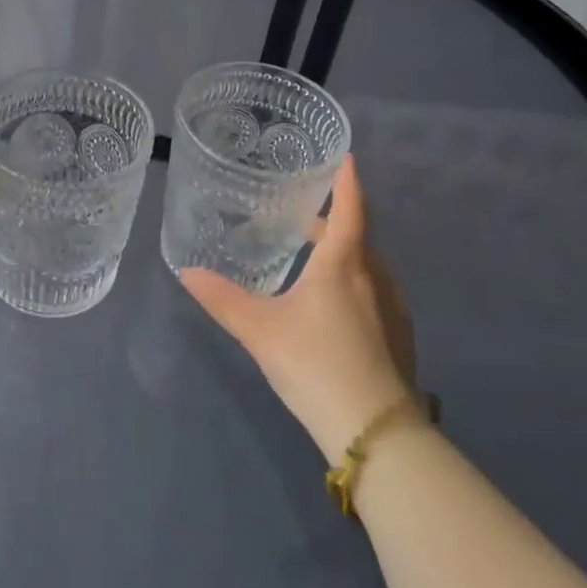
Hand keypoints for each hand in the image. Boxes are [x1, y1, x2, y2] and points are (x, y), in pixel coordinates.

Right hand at [180, 156, 422, 461]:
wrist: (375, 431)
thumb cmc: (315, 362)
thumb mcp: (259, 329)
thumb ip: (222, 299)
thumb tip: (186, 271)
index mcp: (343, 263)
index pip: (350, 208)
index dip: (347, 180)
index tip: (346, 156)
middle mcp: (374, 277)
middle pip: (356, 238)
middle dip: (331, 223)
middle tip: (302, 218)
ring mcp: (393, 309)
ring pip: (367, 268)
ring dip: (343, 255)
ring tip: (313, 261)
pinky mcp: (399, 339)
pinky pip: (375, 294)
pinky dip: (354, 284)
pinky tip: (334, 309)